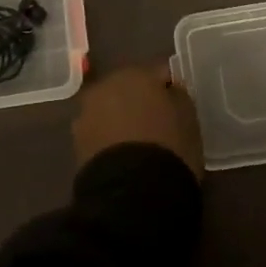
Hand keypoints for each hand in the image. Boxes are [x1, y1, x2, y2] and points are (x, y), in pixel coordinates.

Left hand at [72, 64, 203, 179]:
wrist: (131, 192)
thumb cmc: (169, 146)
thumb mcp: (189, 117)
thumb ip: (178, 95)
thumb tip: (168, 90)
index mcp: (136, 73)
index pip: (159, 73)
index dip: (169, 90)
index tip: (178, 106)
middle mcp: (106, 85)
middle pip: (128, 89)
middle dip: (140, 102)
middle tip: (156, 124)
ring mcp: (87, 114)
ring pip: (110, 110)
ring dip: (121, 120)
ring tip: (138, 144)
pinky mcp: (76, 143)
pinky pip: (99, 134)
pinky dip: (109, 140)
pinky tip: (123, 157)